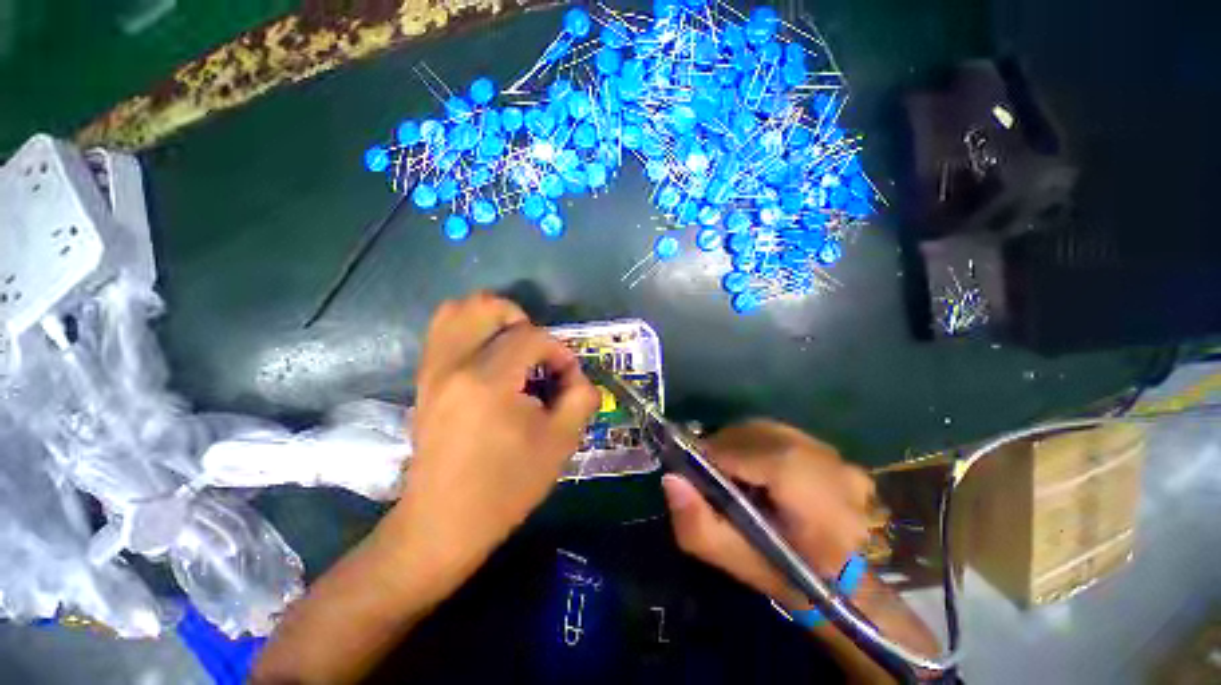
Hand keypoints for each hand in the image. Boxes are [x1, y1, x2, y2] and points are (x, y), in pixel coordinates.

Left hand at [397, 293, 599, 575]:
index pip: (531, 337)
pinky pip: (444, 331)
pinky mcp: (424, 379)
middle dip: (522, 322)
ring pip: (458, 311)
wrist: (445, 522)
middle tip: (537, 354)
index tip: (566, 377)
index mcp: (488, 380)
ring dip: (494, 321)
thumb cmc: (507, 485)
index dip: (558, 351)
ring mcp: (432, 369)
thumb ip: (581, 395)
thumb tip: (574, 373)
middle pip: (487, 306)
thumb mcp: (562, 441)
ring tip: (513, 350)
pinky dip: (472, 331)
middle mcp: (453, 364)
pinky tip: (491, 360)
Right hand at [661, 420, 874, 609]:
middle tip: (710, 468)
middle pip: (758, 435)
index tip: (694, 465)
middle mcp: (831, 467)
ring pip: (768, 430)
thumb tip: (671, 479)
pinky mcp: (834, 451)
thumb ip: (699, 526)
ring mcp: (837, 456)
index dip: (717, 454)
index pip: (754, 454)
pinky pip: (781, 434)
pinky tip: (757, 467)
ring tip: (732, 468)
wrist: (850, 584)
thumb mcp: (738, 562)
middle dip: (724, 446)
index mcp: (816, 501)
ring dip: (741, 443)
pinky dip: (759, 443)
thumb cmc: (791, 579)